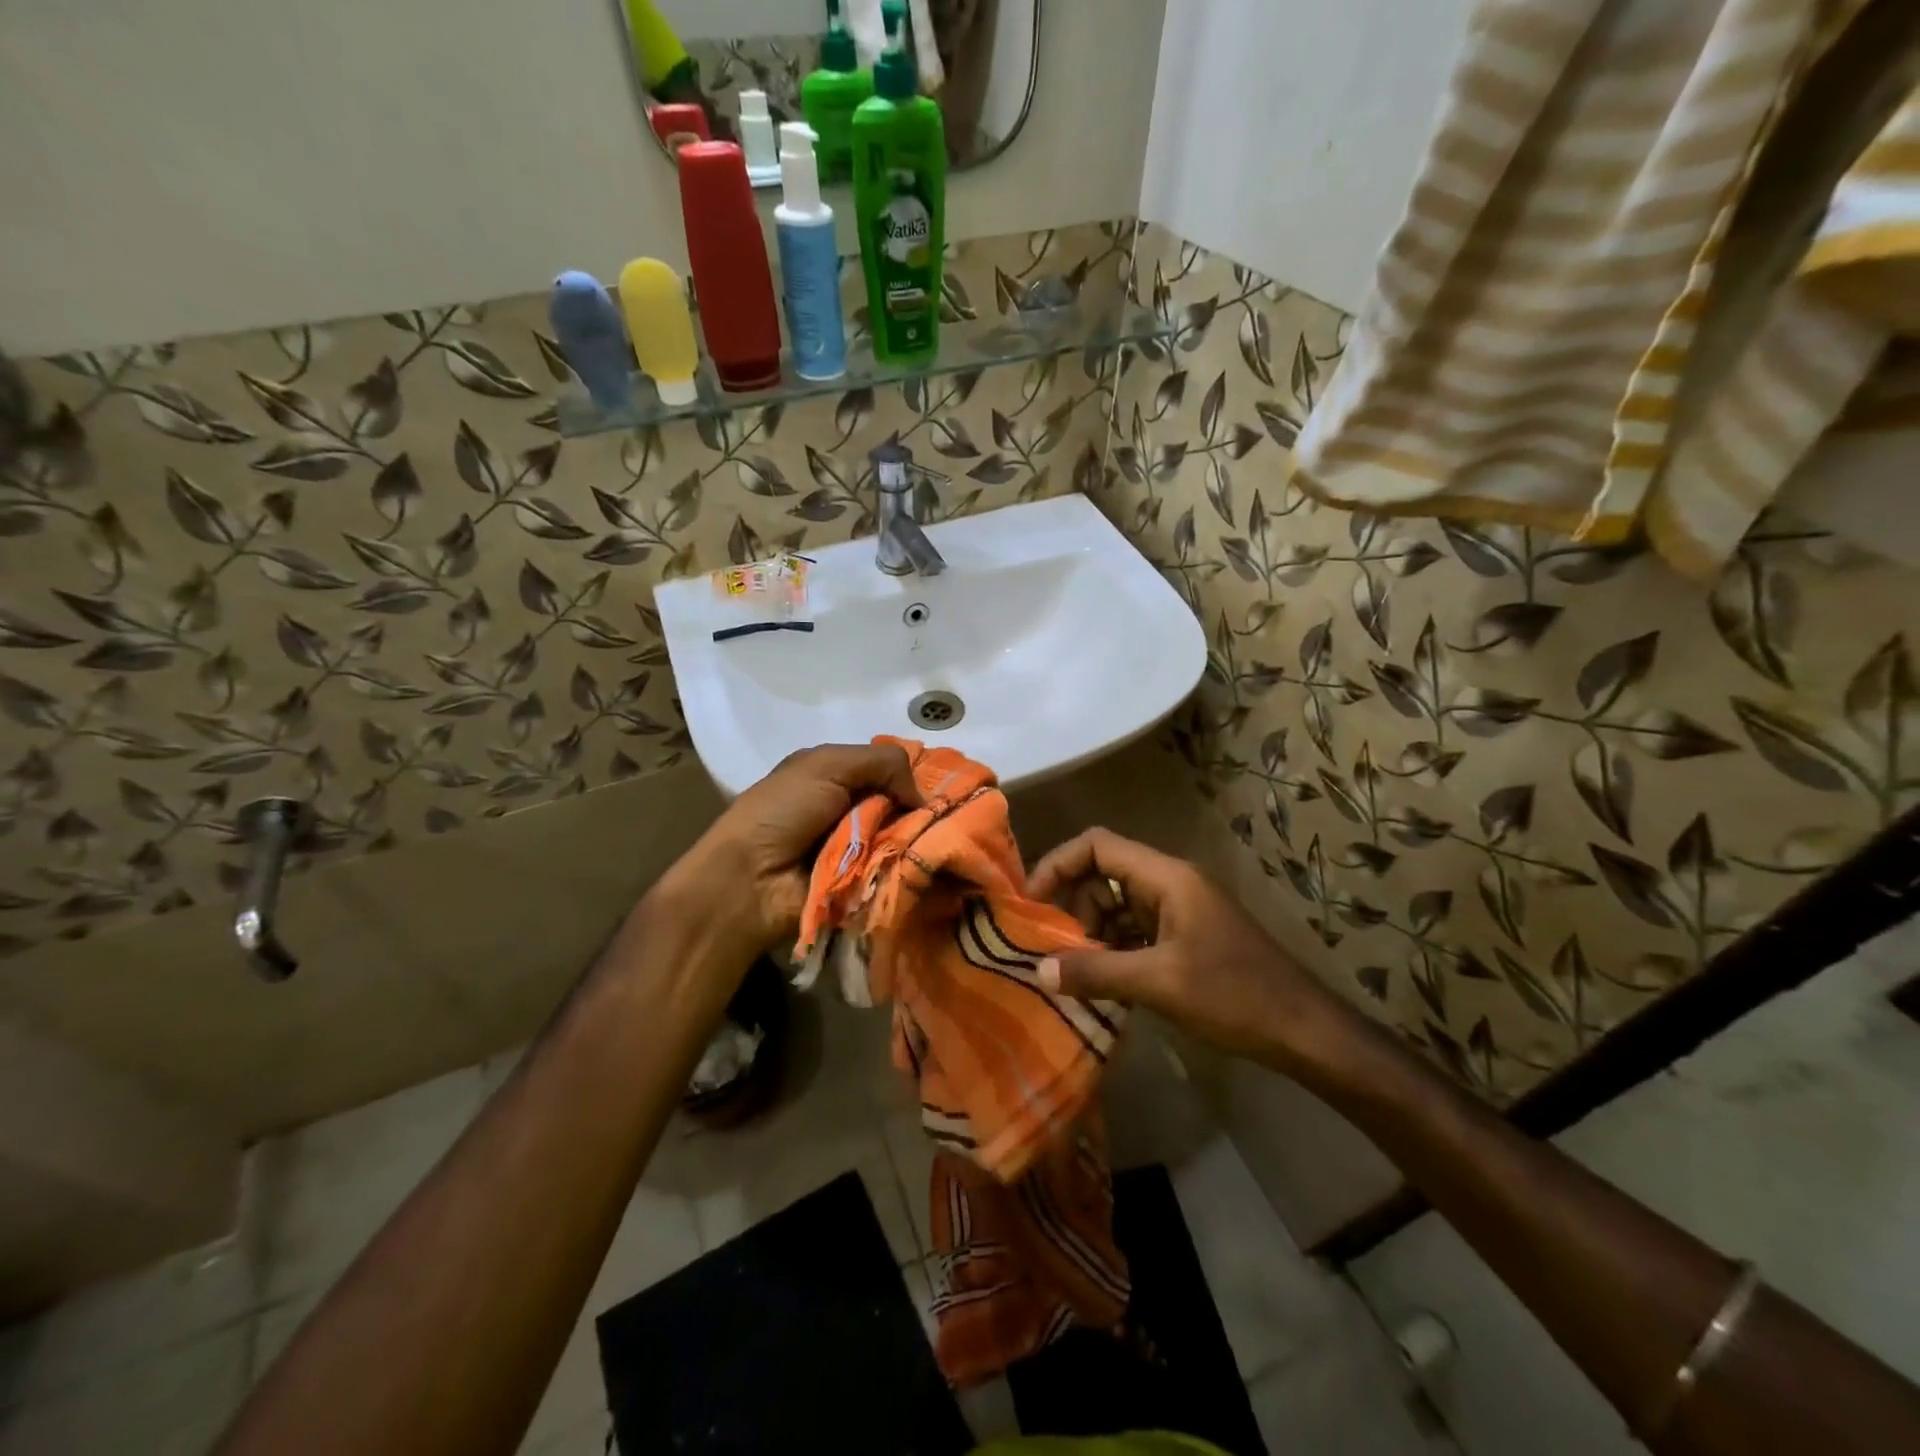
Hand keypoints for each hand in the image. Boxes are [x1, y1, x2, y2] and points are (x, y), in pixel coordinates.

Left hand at [665, 742, 922, 954]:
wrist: (751, 879)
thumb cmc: (782, 811)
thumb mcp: (827, 765)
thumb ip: (882, 762)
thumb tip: (921, 795)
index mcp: (836, 775)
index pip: (889, 769)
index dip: (913, 776)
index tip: (945, 785)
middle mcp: (849, 809)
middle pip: (902, 805)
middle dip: (921, 811)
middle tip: (948, 818)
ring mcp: (857, 848)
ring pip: (905, 838)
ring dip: (918, 840)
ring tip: (943, 842)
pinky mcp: (863, 882)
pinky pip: (897, 870)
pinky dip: (910, 866)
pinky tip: (929, 863)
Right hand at [1027, 827, 1345, 1070]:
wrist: (1304, 1030)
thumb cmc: (1234, 996)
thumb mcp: (1158, 984)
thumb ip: (1096, 971)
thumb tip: (1038, 969)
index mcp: (1166, 877)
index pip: (1097, 846)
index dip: (1058, 864)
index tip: (1031, 902)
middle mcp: (1170, 883)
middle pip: (1103, 874)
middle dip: (1073, 907)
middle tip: (1053, 950)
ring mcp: (1179, 909)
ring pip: (1116, 904)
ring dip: (1091, 932)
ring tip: (1073, 971)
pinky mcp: (1184, 935)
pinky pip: (1134, 929)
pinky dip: (1112, 948)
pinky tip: (1102, 981)